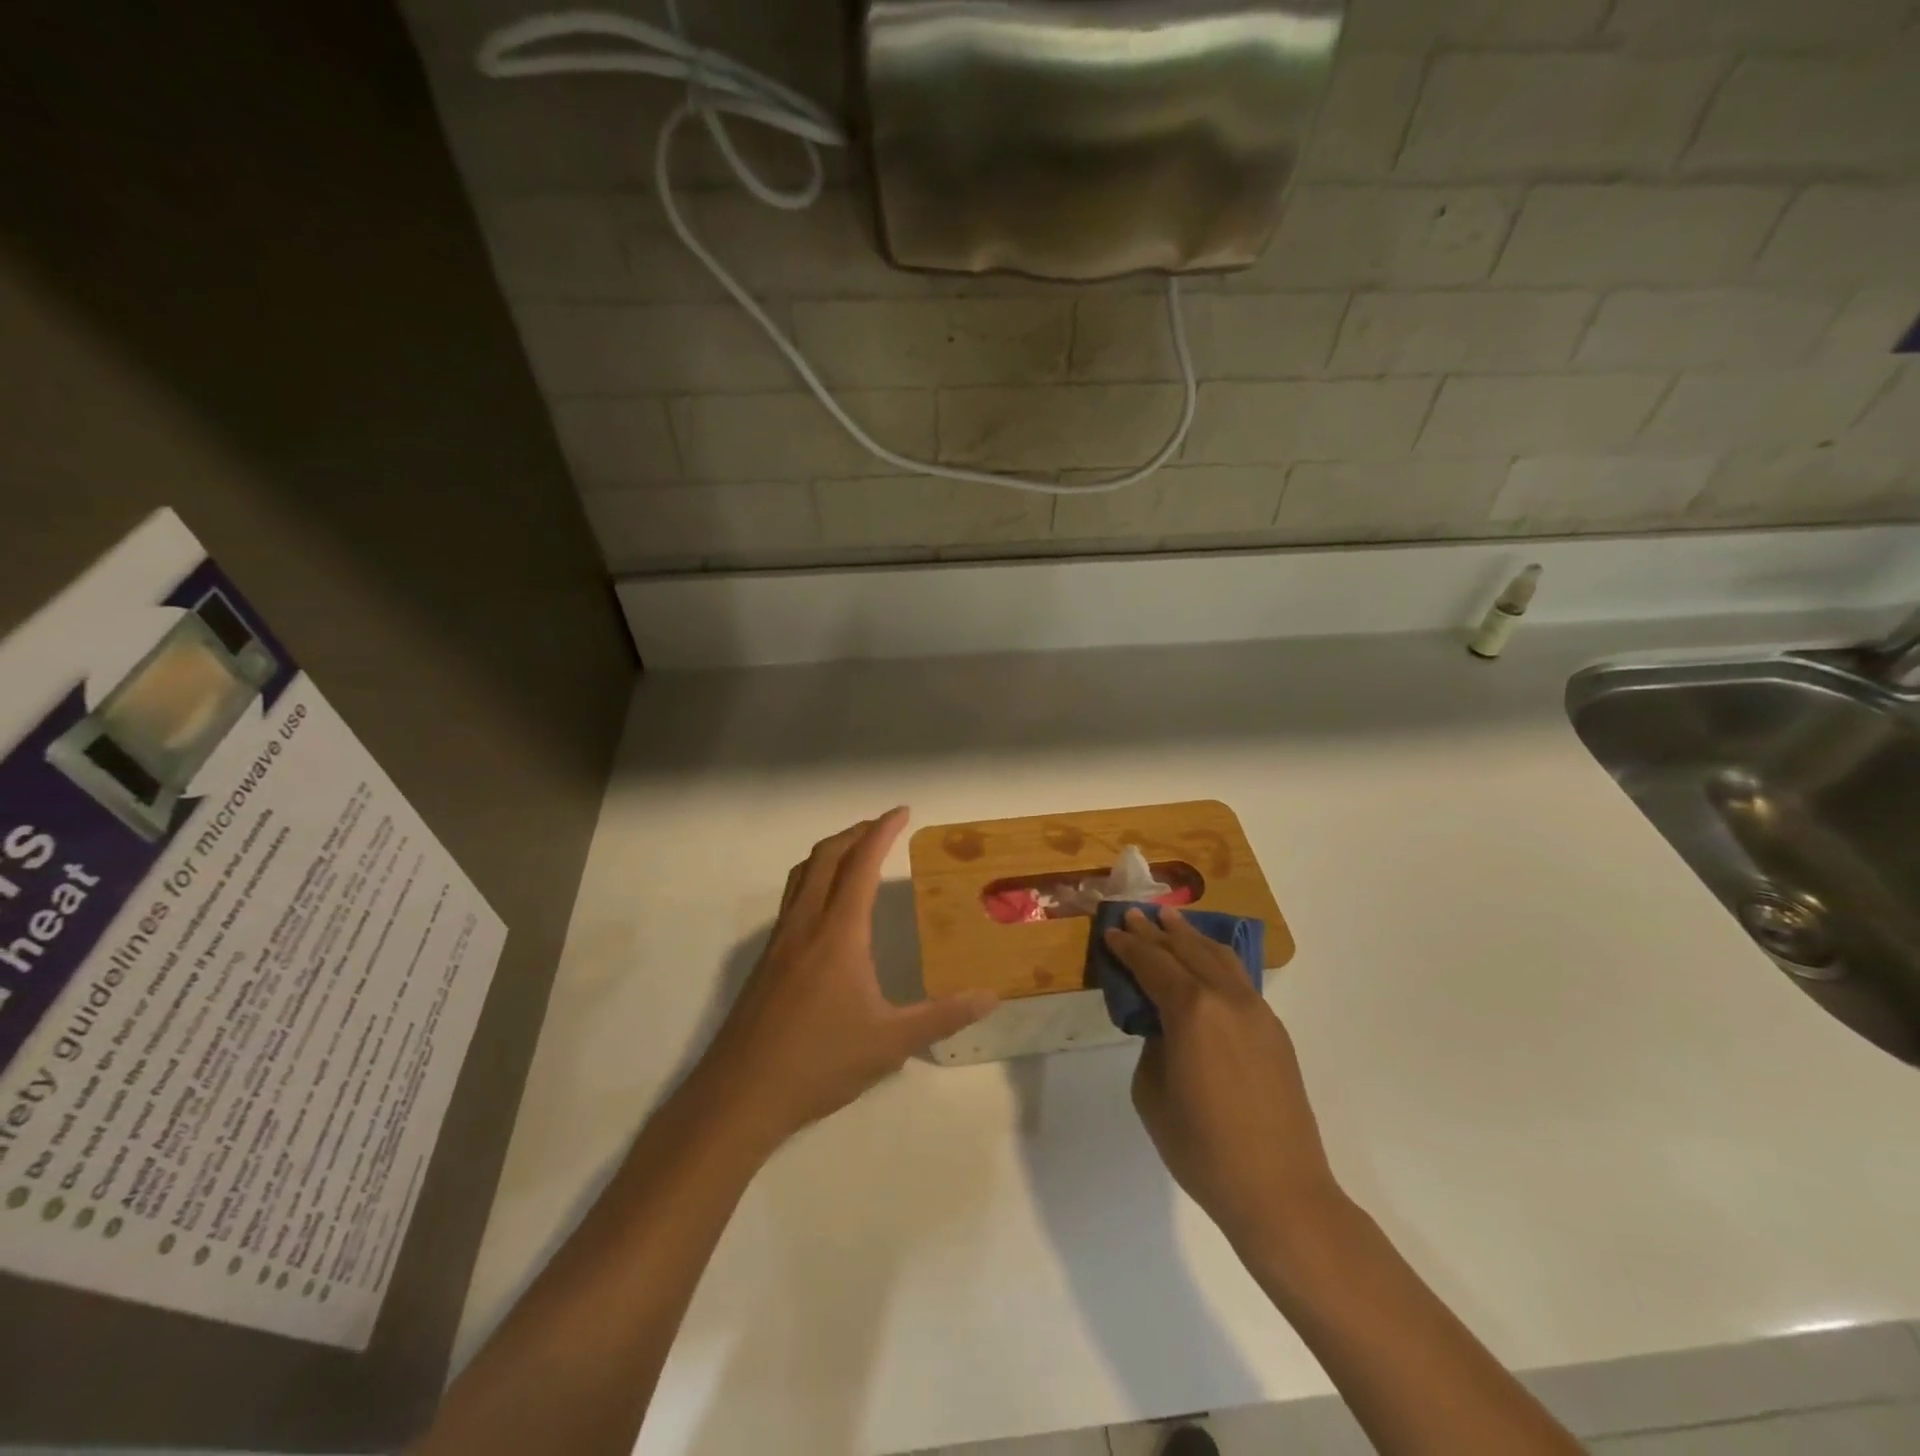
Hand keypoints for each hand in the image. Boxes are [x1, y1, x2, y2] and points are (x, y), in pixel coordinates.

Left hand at [693, 808, 997, 1152]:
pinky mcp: (766, 960)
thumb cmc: (819, 1062)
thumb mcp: (891, 1043)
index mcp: (838, 933)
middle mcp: (806, 924)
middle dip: (855, 832)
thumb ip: (942, 1016)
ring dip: (830, 852)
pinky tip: (827, 909)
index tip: (902, 811)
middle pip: (826, 857)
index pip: (861, 864)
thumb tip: (991, 997)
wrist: (740, 1094)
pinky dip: (814, 878)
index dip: (882, 832)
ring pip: (803, 874)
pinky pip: (792, 898)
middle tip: (883, 826)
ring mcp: (780, 941)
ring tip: (856, 853)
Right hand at [1103, 906, 1342, 1253]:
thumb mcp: (1152, 1093)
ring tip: (1171, 919)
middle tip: (1135, 914)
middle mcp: (1225, 998)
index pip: (1152, 964)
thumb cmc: (1202, 1148)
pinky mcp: (1273, 1029)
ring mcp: (1256, 1011)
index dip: (1128, 946)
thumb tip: (1165, 1028)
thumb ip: (1153, 1045)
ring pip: (1218, 956)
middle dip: (1156, 931)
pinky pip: (1239, 978)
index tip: (1111, 931)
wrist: (1278, 1190)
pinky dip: (1216, 959)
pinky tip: (1207, 958)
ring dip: (1190, 936)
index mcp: (1191, 1010)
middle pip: (1185, 950)